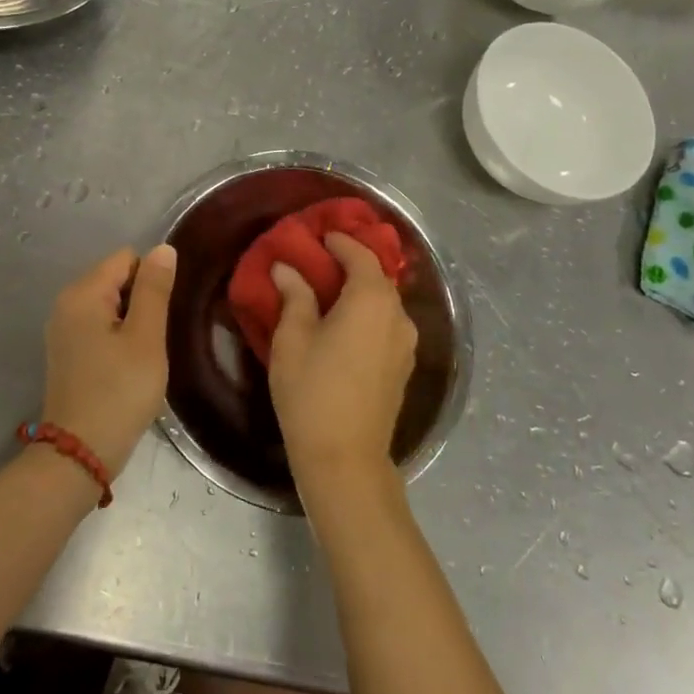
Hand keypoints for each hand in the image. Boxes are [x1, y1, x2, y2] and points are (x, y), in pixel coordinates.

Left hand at [40, 244, 177, 478]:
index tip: (162, 316)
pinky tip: (127, 366)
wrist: (80, 453)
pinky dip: (117, 337)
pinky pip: (99, 326)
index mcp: (83, 293)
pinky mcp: (67, 351)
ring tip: (144, 354)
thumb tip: (163, 249)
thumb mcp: (146, 338)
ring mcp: (63, 328)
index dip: (152, 280)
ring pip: (110, 304)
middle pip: (116, 278)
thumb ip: (154, 289)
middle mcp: (66, 303)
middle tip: (155, 339)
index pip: (127, 258)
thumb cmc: (119, 391)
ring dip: (132, 322)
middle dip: (142, 300)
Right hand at [267, 232, 417, 494]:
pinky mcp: (403, 367)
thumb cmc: (312, 391)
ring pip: (383, 303)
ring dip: (360, 291)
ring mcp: (406, 343)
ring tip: (328, 292)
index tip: (320, 235)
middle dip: (351, 264)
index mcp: (372, 300)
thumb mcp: (293, 338)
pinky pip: (386, 325)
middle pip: (377, 277)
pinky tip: (344, 324)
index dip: (340, 242)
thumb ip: (295, 296)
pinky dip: (367, 314)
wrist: (345, 458)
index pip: (360, 255)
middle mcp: (398, 315)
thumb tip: (287, 268)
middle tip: (319, 261)